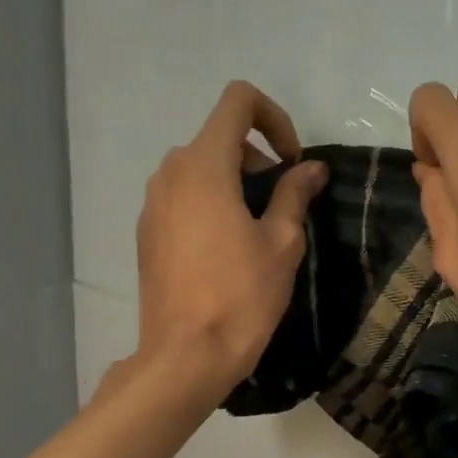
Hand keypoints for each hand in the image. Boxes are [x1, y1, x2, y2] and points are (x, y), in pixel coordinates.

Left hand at [134, 81, 327, 393]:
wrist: (187, 355)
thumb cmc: (242, 296)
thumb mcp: (282, 243)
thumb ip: (294, 194)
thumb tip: (311, 168)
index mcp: (204, 165)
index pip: (238, 102)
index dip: (274, 118)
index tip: (292, 163)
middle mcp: (170, 172)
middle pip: (219, 139)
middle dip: (257, 161)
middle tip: (283, 208)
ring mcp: (152, 203)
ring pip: (199, 171)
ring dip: (234, 185)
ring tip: (257, 235)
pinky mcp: (146, 233)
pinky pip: (183, 200)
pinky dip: (210, 207)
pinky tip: (226, 255)